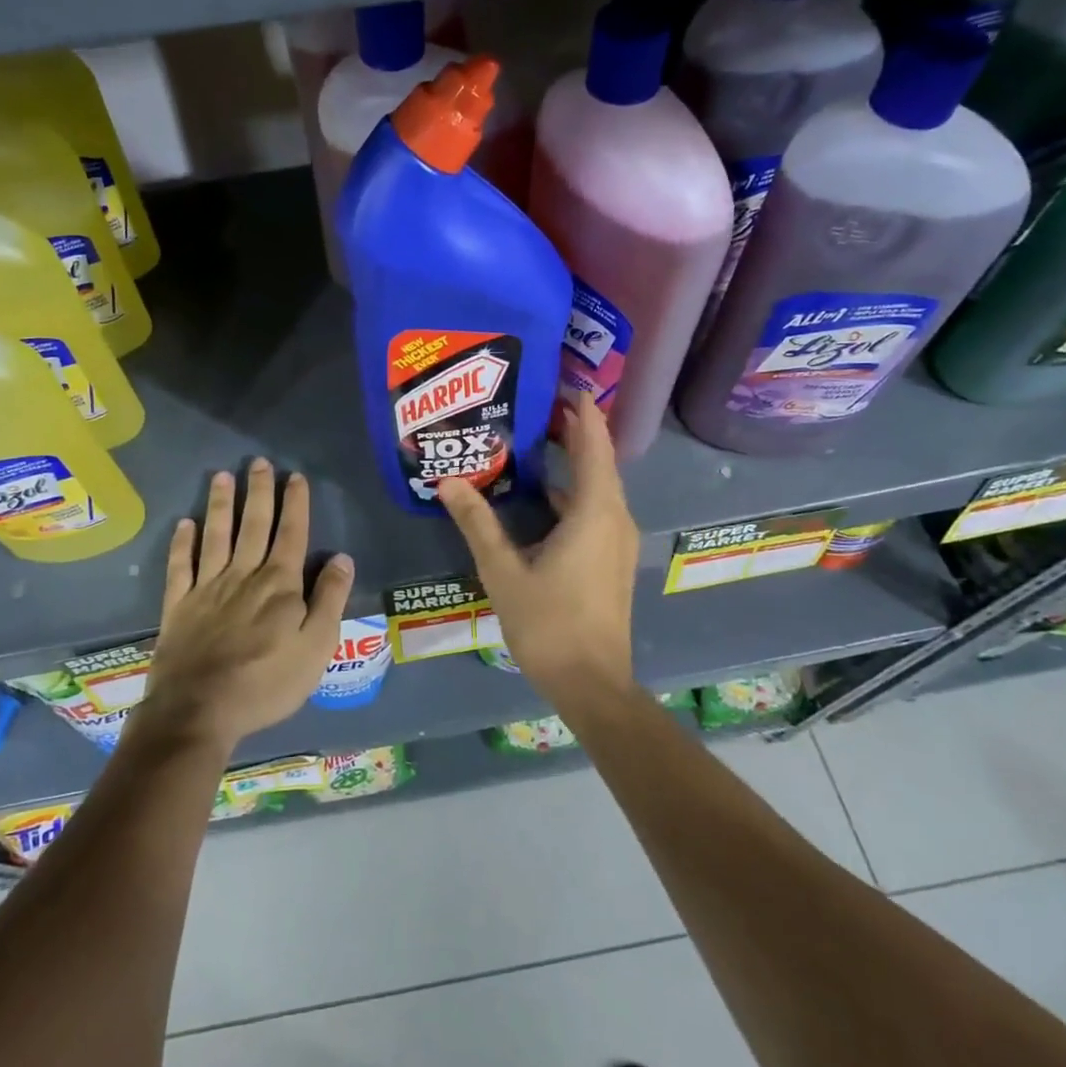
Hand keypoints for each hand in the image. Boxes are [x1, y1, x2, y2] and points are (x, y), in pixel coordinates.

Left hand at [136, 459, 354, 753]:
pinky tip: (184, 524)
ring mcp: (207, 588)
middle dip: (258, 492)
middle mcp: (244, 575)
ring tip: (221, 476)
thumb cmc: (266, 683)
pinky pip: (180, 566)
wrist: (199, 711)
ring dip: (220, 505)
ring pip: (216, 536)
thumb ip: (330, 600)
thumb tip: (342, 558)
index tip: (296, 477)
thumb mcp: (316, 648)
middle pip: (253, 525)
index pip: (292, 533)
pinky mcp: (178, 606)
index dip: (295, 504)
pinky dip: (182, 543)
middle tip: (258, 462)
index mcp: (280, 584)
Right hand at [439, 392, 637, 703]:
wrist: (592, 684)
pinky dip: (572, 492)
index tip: (558, 382)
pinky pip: (596, 509)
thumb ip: (477, 522)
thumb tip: (447, 481)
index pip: (594, 443)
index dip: (580, 410)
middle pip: (598, 460)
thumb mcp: (504, 570)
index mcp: (596, 511)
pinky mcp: (612, 559)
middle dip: (571, 430)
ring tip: (532, 441)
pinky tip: (540, 496)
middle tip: (533, 405)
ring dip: (572, 462)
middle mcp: (615, 517)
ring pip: (597, 487)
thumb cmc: (549, 623)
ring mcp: (618, 541)